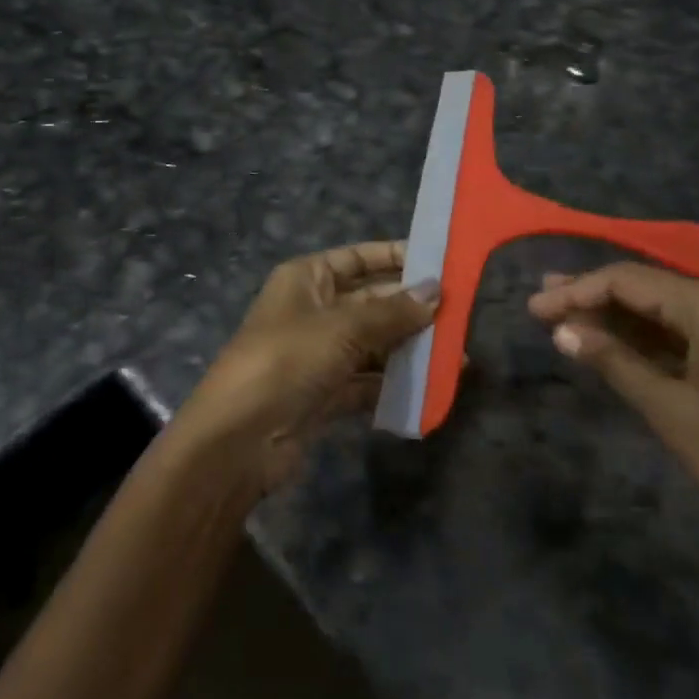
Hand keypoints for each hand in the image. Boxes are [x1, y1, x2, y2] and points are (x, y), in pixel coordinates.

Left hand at [180, 241, 440, 492]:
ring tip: (456, 356)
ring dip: (410, 349)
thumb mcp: (342, 328)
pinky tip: (431, 389)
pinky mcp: (324, 394)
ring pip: (373, 343)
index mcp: (306, 278)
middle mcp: (313, 310)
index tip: (440, 263)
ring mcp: (318, 354)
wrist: (237, 441)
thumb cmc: (287, 361)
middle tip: (461, 314)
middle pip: (371, 301)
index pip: (358, 257)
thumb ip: (392, 312)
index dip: (396, 257)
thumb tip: (436, 291)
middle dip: (412, 308)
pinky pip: (368, 381)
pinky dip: (395, 384)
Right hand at [528, 263, 698, 563]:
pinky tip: (615, 342)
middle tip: (543, 300)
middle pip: (649, 287)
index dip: (577, 291)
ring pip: (668, 309)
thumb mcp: (673, 412)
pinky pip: (690, 331)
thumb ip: (615, 362)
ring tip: (567, 317)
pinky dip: (651, 338)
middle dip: (594, 296)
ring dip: (620, 317)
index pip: (630, 280)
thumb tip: (562, 331)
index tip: (535, 308)